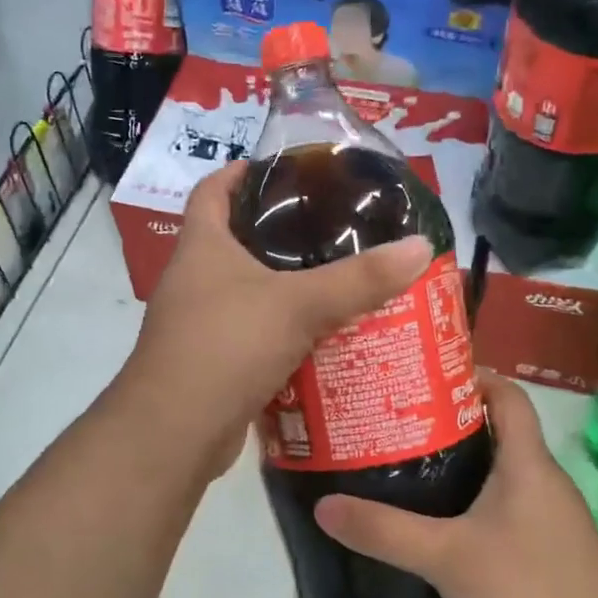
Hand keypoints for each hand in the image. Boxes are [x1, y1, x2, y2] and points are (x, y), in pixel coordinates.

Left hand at [118, 162, 432, 472]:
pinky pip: (254, 335)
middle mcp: (194, 279)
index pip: (212, 189)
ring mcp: (199, 323)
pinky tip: (323, 336)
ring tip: (339, 278)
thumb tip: (421, 246)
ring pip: (248, 292)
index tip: (283, 167)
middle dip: (279, 232)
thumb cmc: (226, 346)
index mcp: (202, 246)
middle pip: (235, 240)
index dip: (241, 171)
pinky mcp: (213, 362)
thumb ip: (359, 279)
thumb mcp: (298, 305)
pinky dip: (284, 332)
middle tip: (333, 227)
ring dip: (286, 287)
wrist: (176, 431)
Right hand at [314, 374, 597, 597]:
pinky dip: (469, 503)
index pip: (507, 396)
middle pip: (496, 431)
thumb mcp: (448, 557)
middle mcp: (541, 481)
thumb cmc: (532, 591)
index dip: (470, 376)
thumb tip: (323, 506)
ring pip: (497, 473)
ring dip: (456, 465)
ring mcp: (547, 519)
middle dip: (446, 422)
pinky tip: (435, 523)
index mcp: (527, 463)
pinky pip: (501, 509)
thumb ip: (385, 532)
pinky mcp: (545, 552)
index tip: (422, 375)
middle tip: (394, 420)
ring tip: (402, 464)